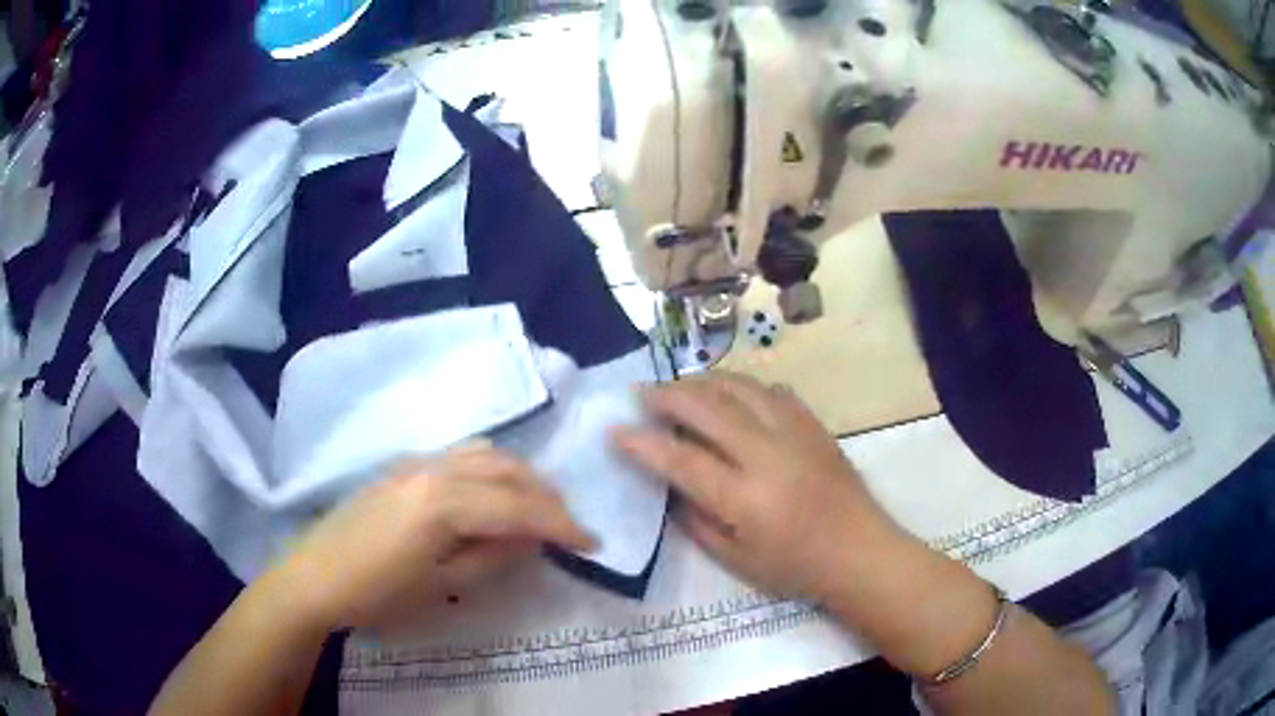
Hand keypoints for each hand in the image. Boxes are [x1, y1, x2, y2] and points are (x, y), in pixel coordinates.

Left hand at [277, 445, 595, 630]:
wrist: (315, 577)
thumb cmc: (377, 592)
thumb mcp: (441, 585)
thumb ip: (491, 556)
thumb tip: (529, 539)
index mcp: (444, 501)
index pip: (519, 506)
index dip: (561, 525)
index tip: (592, 543)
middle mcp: (434, 468)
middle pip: (507, 470)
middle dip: (546, 496)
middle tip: (569, 527)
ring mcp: (416, 462)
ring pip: (486, 453)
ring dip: (520, 477)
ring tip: (536, 508)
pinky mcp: (403, 467)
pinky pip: (461, 456)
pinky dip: (491, 470)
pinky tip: (492, 496)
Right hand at [612, 373, 905, 602]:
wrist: (860, 551)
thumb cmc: (796, 567)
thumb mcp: (735, 559)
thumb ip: (696, 519)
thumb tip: (671, 482)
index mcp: (745, 498)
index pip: (681, 460)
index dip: (643, 443)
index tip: (615, 431)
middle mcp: (768, 455)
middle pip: (708, 408)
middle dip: (668, 395)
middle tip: (642, 394)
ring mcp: (795, 433)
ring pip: (740, 388)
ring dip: (703, 382)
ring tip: (680, 387)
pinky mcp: (814, 424)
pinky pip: (771, 391)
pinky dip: (742, 388)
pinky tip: (731, 396)